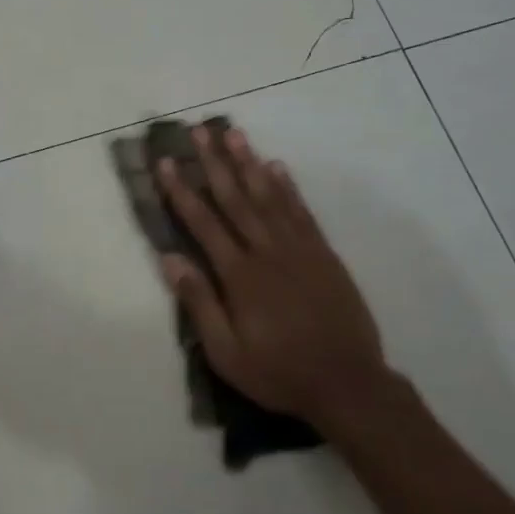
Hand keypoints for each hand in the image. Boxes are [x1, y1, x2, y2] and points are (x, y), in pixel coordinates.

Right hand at [155, 125, 388, 428]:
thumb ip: (198, 303)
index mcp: (239, 275)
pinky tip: (276, 166)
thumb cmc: (279, 372)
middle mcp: (267, 251)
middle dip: (214, 162)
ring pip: (269, 196)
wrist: (348, 383)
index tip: (166, 162)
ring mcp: (299, 249)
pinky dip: (288, 186)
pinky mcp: (324, 254)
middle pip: (235, 198)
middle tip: (199, 130)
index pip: (203, 223)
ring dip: (249, 163)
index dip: (182, 191)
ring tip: (233, 134)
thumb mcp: (226, 352)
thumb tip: (169, 258)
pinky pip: (302, 211)